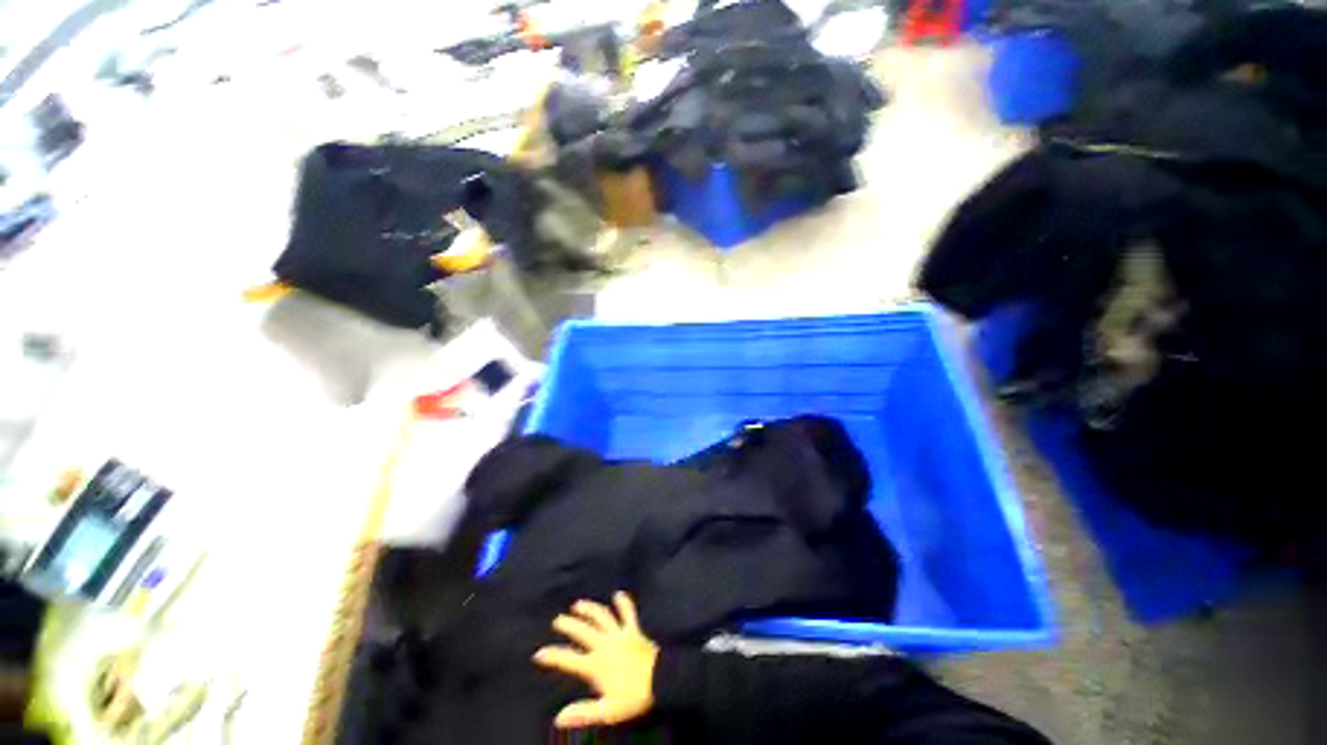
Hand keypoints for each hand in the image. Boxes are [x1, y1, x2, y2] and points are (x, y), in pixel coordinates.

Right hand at [533, 592, 659, 728]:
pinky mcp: (633, 629)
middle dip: (569, 625)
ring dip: (589, 609)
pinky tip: (618, 594)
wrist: (661, 680)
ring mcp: (620, 634)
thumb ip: (583, 712)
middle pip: (583, 632)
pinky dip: (623, 603)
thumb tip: (558, 718)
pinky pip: (628, 613)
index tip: (539, 653)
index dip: (553, 656)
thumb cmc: (633, 697)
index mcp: (596, 665)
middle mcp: (605, 645)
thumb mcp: (607, 711)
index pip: (569, 659)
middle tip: (558, 620)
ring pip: (601, 617)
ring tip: (578, 604)